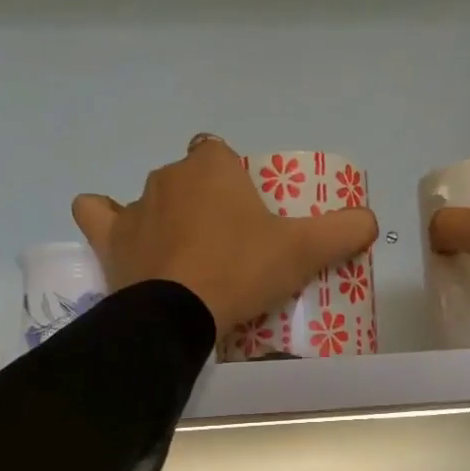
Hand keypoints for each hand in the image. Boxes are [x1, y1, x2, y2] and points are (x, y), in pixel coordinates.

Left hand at [73, 134, 378, 333]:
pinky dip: (109, 222)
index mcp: (213, 165)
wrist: (179, 312)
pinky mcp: (109, 238)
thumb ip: (344, 230)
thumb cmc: (242, 269)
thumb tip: (371, 219)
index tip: (252, 223)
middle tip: (230, 249)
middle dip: (208, 205)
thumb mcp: (305, 250)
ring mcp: (134, 205)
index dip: (239, 187)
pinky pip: (98, 214)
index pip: (226, 158)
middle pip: (192, 179)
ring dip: (167, 217)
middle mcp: (169, 174)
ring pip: (153, 199)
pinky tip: (126, 239)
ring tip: (187, 256)